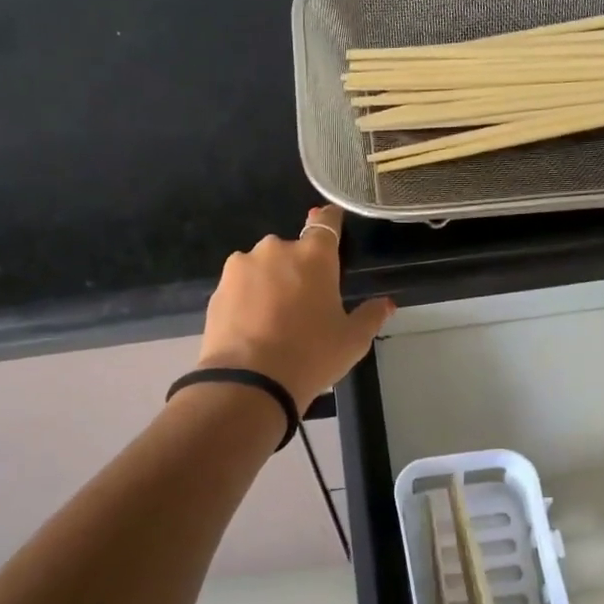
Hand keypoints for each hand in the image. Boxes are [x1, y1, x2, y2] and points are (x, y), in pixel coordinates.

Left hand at [196, 205, 394, 408]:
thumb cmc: (311, 356)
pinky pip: (240, 288)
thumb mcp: (352, 341)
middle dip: (297, 269)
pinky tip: (252, 328)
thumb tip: (386, 304)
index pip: (325, 223)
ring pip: (262, 268)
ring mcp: (241, 268)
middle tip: (304, 304)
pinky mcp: (217, 290)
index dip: (329, 220)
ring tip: (274, 320)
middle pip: (291, 251)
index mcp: (313, 256)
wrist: (248, 383)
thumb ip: (370, 316)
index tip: (331, 220)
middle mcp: (275, 250)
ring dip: (269, 283)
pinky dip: (247, 300)